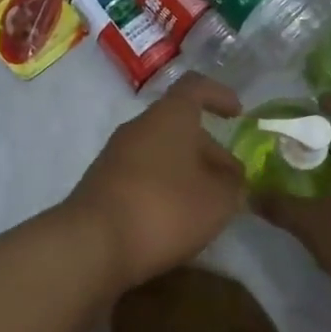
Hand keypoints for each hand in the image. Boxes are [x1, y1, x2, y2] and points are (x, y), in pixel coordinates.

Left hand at [66, 73, 246, 290]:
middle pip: (180, 125)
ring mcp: (116, 154)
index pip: (196, 87)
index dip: (219, 96)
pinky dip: (164, 188)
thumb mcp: (218, 200)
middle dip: (209, 150)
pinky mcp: (103, 184)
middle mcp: (140, 126)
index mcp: (170, 115)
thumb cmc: (165, 208)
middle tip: (232, 180)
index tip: (238, 114)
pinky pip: (143, 175)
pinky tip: (177, 219)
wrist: (92, 244)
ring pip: (162, 152)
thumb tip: (234, 178)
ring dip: (187, 171)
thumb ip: (234, 185)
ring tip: (209, 204)